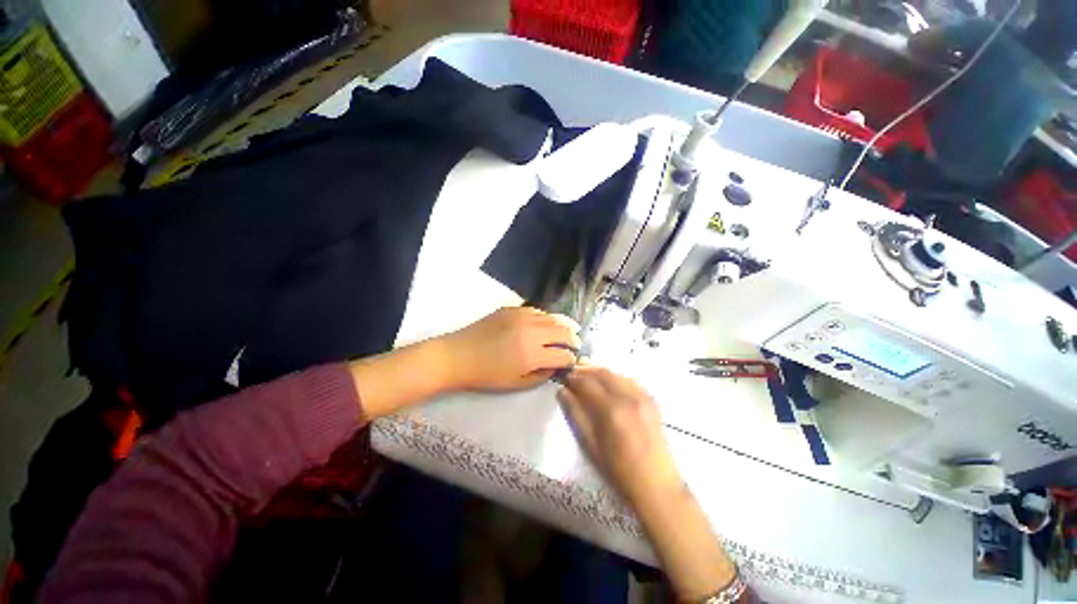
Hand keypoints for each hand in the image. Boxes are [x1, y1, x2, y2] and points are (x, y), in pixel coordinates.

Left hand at [441, 307, 579, 391]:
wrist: (457, 355)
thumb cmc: (486, 375)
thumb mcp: (516, 384)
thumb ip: (541, 376)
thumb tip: (556, 365)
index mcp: (532, 355)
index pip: (563, 354)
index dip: (571, 359)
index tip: (572, 361)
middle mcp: (531, 332)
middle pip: (564, 331)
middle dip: (574, 338)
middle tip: (577, 343)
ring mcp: (522, 317)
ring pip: (553, 317)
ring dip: (564, 325)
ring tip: (570, 330)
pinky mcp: (512, 309)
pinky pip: (538, 311)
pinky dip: (547, 318)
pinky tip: (547, 323)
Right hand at [556, 366, 681, 505]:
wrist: (656, 486)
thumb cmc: (619, 470)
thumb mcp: (591, 444)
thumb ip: (576, 414)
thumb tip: (562, 392)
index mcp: (611, 409)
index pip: (587, 383)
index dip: (573, 379)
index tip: (564, 379)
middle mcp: (628, 397)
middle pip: (603, 373)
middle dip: (586, 371)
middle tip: (574, 376)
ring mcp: (643, 397)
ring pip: (617, 374)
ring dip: (601, 373)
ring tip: (589, 380)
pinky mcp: (652, 401)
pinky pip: (631, 381)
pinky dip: (617, 379)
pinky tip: (610, 386)